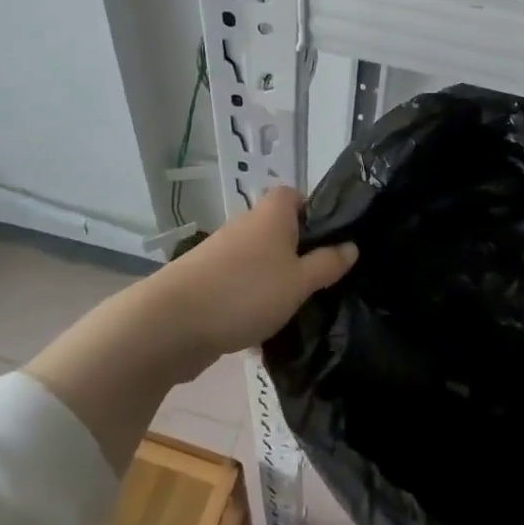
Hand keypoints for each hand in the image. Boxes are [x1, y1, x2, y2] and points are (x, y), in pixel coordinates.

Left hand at [141, 187, 356, 377]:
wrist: (172, 323)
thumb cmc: (246, 292)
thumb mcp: (300, 281)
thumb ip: (327, 264)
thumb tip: (351, 246)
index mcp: (270, 214)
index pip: (295, 195)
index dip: (315, 212)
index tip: (333, 240)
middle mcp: (245, 226)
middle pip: (279, 231)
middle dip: (300, 254)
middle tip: (323, 281)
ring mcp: (222, 254)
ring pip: (261, 262)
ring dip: (277, 282)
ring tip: (299, 309)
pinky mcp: (207, 283)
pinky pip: (242, 286)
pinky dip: (254, 302)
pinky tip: (266, 329)